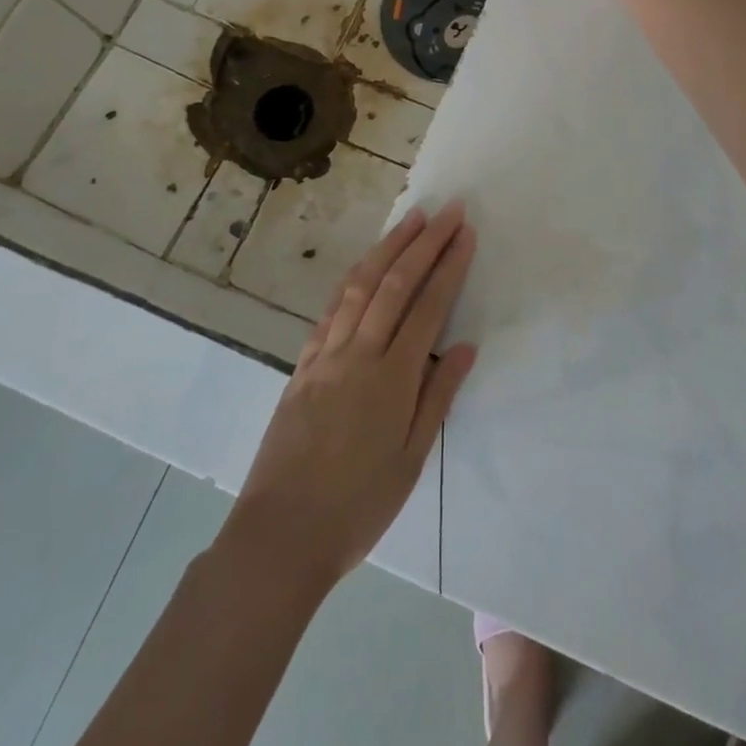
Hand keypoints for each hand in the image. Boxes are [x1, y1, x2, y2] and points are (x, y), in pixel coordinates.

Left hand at [222, 203, 478, 590]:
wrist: (280, 534)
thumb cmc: (357, 506)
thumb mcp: (410, 460)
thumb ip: (438, 398)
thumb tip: (464, 348)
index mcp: (391, 379)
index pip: (428, 306)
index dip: (449, 265)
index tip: (464, 232)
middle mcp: (358, 354)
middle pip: (395, 284)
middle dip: (424, 242)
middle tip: (447, 210)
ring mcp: (325, 355)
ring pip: (359, 286)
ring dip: (387, 247)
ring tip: (409, 220)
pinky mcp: (302, 365)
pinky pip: (330, 310)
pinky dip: (352, 279)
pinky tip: (363, 266)